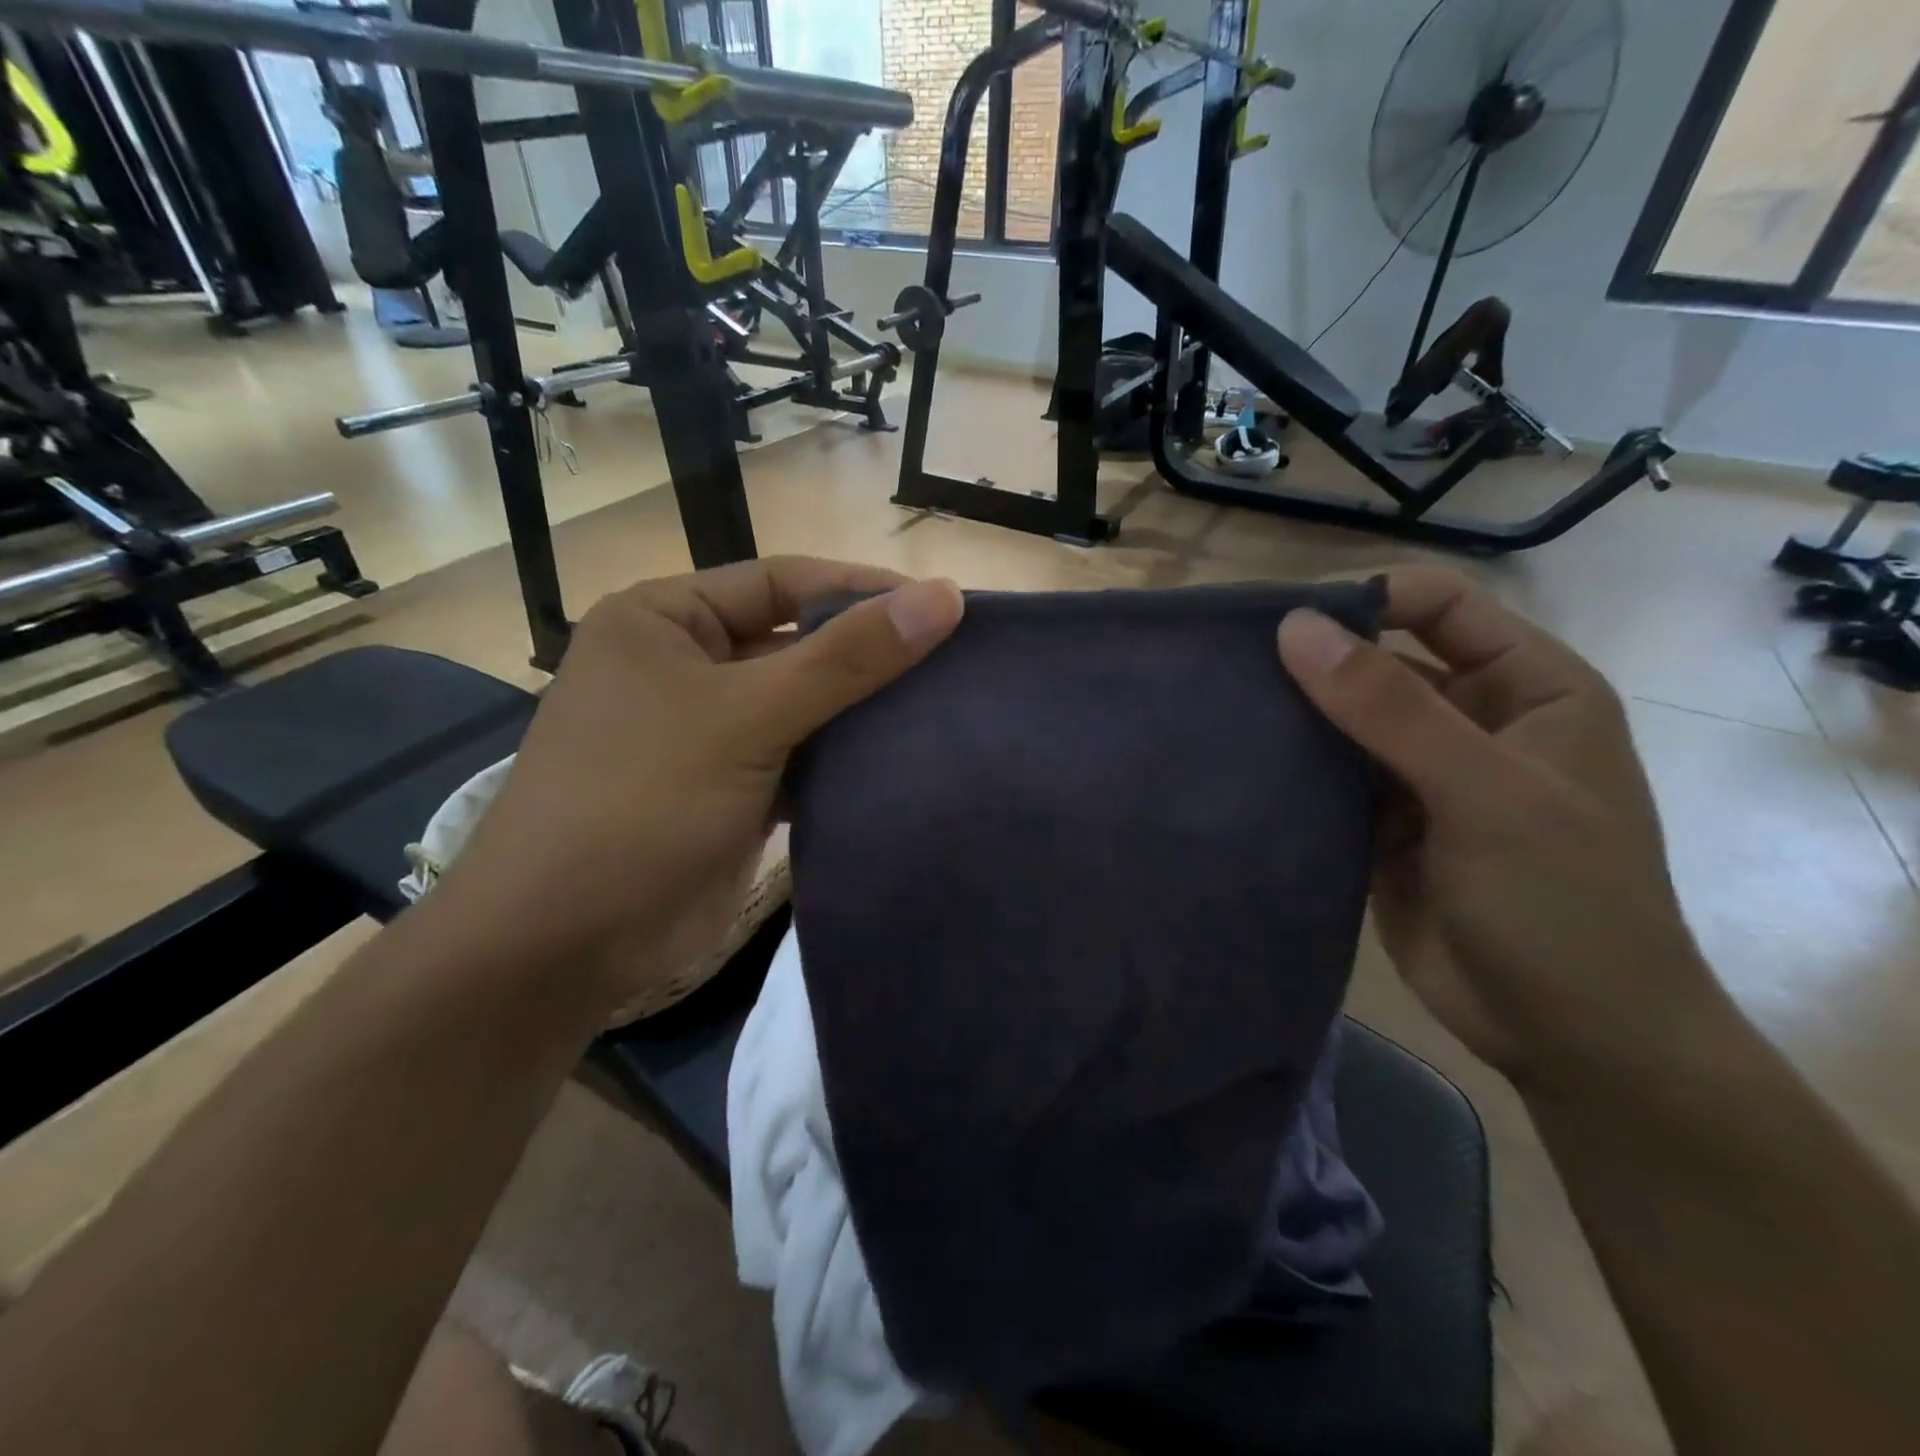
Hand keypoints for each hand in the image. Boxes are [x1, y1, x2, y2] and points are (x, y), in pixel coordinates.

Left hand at [433, 558, 963, 1020]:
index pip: (783, 581)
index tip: (942, 607)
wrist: (562, 944)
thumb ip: (846, 658)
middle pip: (795, 642)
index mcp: (665, 619)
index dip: (862, 589)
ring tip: (943, 710)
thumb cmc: (641, 803)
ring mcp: (706, 731)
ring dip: (860, 711)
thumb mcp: (747, 717)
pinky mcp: (728, 788)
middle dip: (867, 655)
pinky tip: (899, 761)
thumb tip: (941, 595)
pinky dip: (841, 759)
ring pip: (801, 704)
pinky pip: (798, 755)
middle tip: (953, 663)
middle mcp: (683, 664)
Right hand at [1277, 566, 1715, 1096]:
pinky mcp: (1379, 821)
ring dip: (1293, 712)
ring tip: (1221, 707)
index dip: (1367, 600)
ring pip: (1344, 717)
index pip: (1438, 605)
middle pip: (1380, 658)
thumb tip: (1295, 627)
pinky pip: (1326, 774)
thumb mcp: (1485, 794)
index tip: (1286, 625)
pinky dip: (1289, 765)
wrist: (1572, 1038)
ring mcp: (1420, 773)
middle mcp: (1470, 717)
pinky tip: (1240, 760)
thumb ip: (1390, 708)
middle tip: (1229, 666)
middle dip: (1314, 659)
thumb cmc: (1561, 904)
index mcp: (1527, 687)